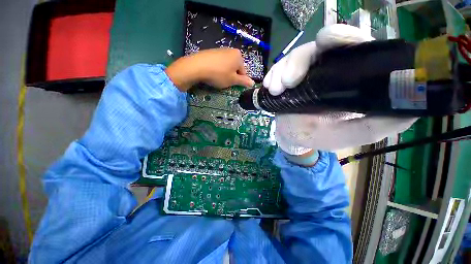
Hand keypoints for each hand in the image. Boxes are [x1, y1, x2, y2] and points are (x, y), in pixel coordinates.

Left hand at [166, 48, 254, 90]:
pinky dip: (218, 69)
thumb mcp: (233, 80)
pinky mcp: (212, 52)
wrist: (197, 66)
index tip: (232, 85)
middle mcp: (231, 50)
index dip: (239, 80)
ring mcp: (221, 50)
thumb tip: (253, 83)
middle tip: (225, 82)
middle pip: (235, 68)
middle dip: (232, 76)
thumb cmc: (219, 74)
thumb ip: (244, 81)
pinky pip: (219, 63)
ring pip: (227, 66)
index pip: (243, 72)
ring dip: (225, 73)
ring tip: (218, 78)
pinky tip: (212, 73)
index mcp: (238, 56)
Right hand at [263, 24, 416, 153]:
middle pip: (319, 48)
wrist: (292, 137)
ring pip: (295, 57)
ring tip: (276, 89)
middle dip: (300, 59)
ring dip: (283, 71)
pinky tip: (270, 87)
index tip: (326, 41)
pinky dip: (273, 75)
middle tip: (288, 81)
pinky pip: (280, 69)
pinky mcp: (288, 78)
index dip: (344, 38)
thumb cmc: (319, 136)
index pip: (353, 47)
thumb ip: (376, 125)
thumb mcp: (349, 135)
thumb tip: (413, 108)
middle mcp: (329, 70)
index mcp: (350, 78)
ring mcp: (305, 73)